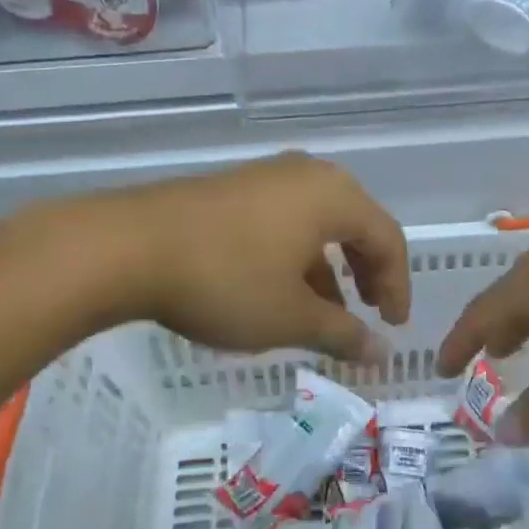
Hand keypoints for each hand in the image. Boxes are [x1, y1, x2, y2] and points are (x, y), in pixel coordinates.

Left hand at [49, 153, 410, 362]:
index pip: (387, 238)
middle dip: (367, 271)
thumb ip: (344, 333)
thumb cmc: (227, 280)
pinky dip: (297, 253)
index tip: (393, 327)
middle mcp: (307, 175)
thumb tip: (383, 353)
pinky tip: (280, 288)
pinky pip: (286, 217)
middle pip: (356, 222)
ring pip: (319, 221)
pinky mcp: (235, 187)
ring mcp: (267, 176)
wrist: (130, 245)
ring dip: (330, 266)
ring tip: (324, 311)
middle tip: (369, 311)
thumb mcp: (290, 317)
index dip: (398, 285)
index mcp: (334, 196)